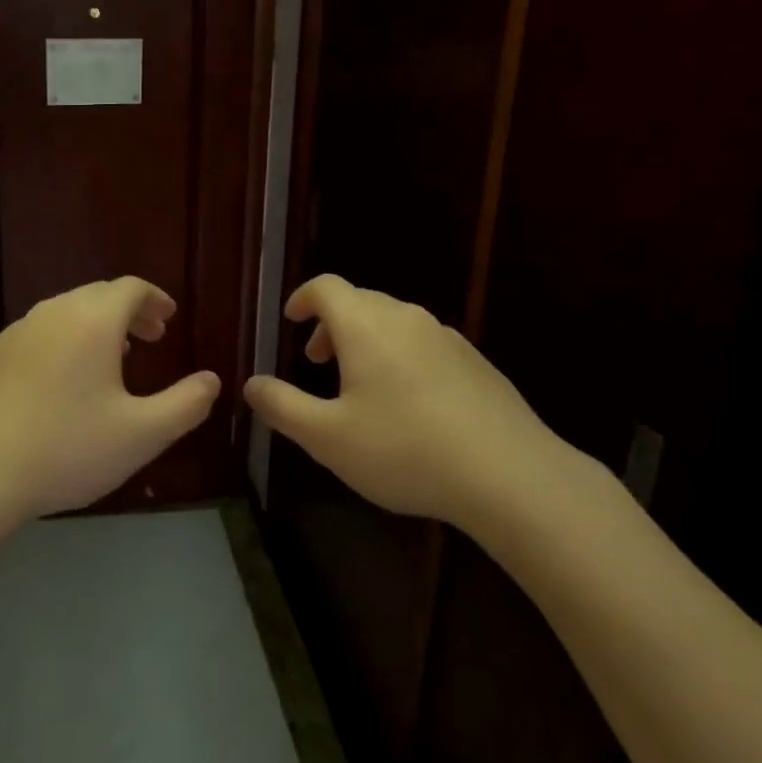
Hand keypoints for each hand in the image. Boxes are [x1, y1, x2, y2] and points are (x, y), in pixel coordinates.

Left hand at [0, 277, 220, 534]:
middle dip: (130, 311)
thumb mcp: (142, 435)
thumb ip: (186, 404)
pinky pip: (39, 333)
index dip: (155, 299)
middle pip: (98, 295)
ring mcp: (15, 332)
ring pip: (66, 312)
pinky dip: (64, 340)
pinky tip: (63, 382)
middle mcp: (52, 313)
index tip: (169, 319)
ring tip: (113, 358)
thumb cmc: (67, 450)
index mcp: (91, 320)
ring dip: (96, 325)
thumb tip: (212, 380)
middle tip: (150, 338)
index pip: (130, 288)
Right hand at [244, 275, 580, 530]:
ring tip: (359, 386)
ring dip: (365, 341)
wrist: (511, 476)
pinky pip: (423, 344)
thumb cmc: (405, 450)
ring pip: (393, 322)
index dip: (302, 298)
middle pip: (360, 301)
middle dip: (331, 325)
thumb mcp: (327, 437)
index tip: (290, 320)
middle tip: (317, 363)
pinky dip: (400, 357)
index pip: (326, 287)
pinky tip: (408, 405)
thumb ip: (281, 406)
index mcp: (366, 325)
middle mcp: (406, 318)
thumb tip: (250, 384)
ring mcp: (446, 338)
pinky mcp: (476, 362)